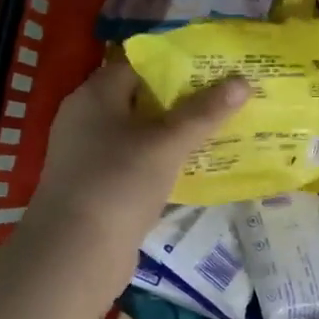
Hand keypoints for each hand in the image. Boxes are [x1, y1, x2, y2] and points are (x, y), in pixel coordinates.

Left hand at [24, 60, 247, 286]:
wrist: (75, 253)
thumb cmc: (118, 183)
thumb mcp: (166, 144)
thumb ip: (203, 113)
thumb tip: (243, 82)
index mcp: (95, 96)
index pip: (138, 65)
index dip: (175, 64)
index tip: (213, 67)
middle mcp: (87, 119)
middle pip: (140, 99)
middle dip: (181, 100)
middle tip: (224, 98)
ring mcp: (89, 156)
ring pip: (139, 135)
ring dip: (173, 134)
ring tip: (218, 131)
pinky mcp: (97, 188)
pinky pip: (135, 164)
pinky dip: (161, 163)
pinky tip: (192, 169)